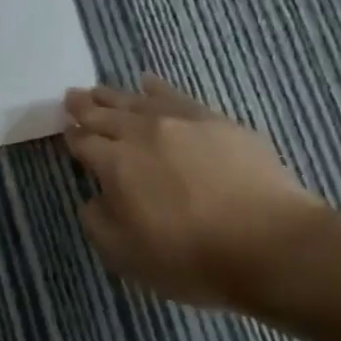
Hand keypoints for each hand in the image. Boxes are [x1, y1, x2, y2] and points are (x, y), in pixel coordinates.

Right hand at [63, 74, 327, 306]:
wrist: (274, 246)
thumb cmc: (192, 258)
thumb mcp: (126, 255)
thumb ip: (98, 222)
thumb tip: (94, 199)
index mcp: (114, 164)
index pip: (83, 142)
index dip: (71, 136)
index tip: (66, 131)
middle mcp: (141, 133)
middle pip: (104, 113)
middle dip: (84, 106)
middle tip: (71, 97)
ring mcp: (181, 122)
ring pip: (136, 100)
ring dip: (113, 95)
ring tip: (99, 90)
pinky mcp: (217, 121)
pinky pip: (176, 95)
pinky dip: (157, 87)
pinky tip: (149, 82)